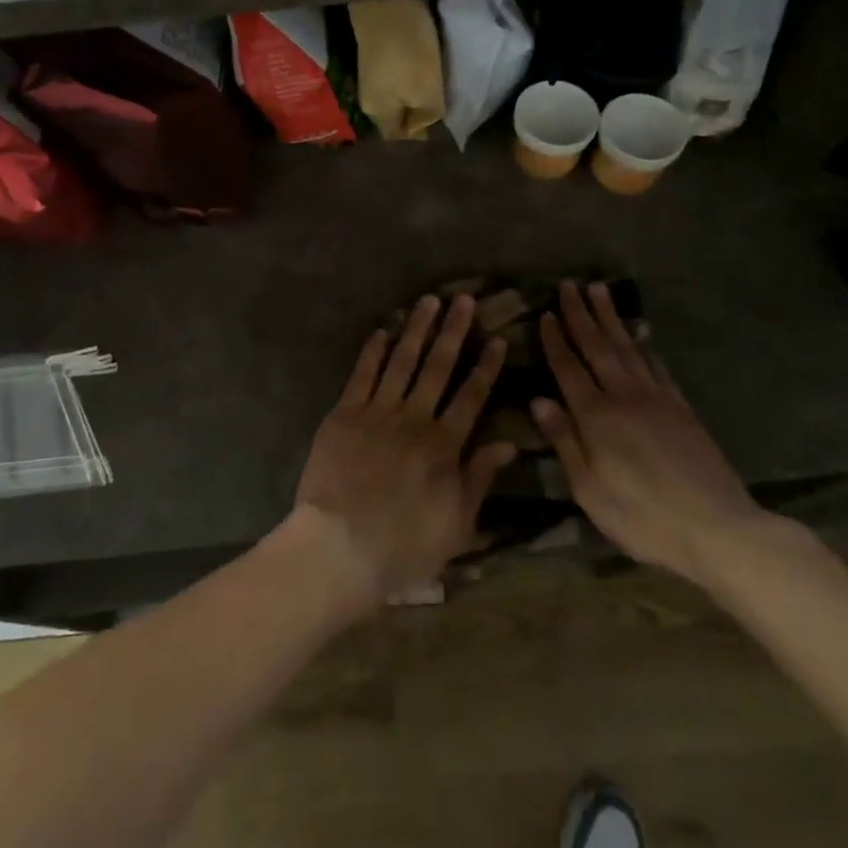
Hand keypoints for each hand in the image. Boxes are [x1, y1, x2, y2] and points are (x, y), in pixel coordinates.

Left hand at [293, 295, 514, 610]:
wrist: (339, 547)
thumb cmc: (403, 545)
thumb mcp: (456, 524)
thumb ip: (480, 478)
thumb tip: (509, 443)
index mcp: (444, 445)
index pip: (471, 395)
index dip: (485, 365)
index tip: (496, 338)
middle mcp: (414, 419)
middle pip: (437, 367)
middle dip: (453, 331)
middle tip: (464, 300)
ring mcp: (376, 412)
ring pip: (401, 361)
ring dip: (416, 329)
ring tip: (429, 301)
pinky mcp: (344, 413)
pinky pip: (362, 374)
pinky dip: (373, 351)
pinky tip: (383, 330)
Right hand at [533, 282, 766, 584]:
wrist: (719, 529)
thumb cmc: (643, 517)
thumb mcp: (589, 490)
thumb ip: (564, 441)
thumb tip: (539, 400)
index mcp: (596, 416)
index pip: (568, 368)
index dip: (555, 339)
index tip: (546, 312)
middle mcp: (624, 397)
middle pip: (598, 347)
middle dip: (581, 315)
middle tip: (570, 285)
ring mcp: (657, 399)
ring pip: (628, 348)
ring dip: (611, 319)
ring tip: (600, 291)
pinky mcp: (681, 408)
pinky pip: (656, 366)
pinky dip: (644, 345)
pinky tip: (639, 335)